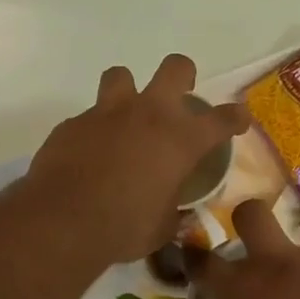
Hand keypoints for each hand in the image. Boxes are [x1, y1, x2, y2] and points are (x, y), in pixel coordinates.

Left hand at [24, 55, 249, 263]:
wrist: (62, 221)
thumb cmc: (124, 228)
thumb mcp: (162, 229)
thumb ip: (174, 214)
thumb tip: (180, 215)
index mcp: (181, 140)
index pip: (222, 119)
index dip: (235, 118)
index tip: (237, 121)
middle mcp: (148, 115)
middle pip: (175, 69)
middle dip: (182, 76)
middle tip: (179, 96)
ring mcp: (107, 113)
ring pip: (122, 76)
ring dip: (128, 92)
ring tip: (125, 116)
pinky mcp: (73, 124)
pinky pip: (88, 117)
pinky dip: (94, 130)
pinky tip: (89, 154)